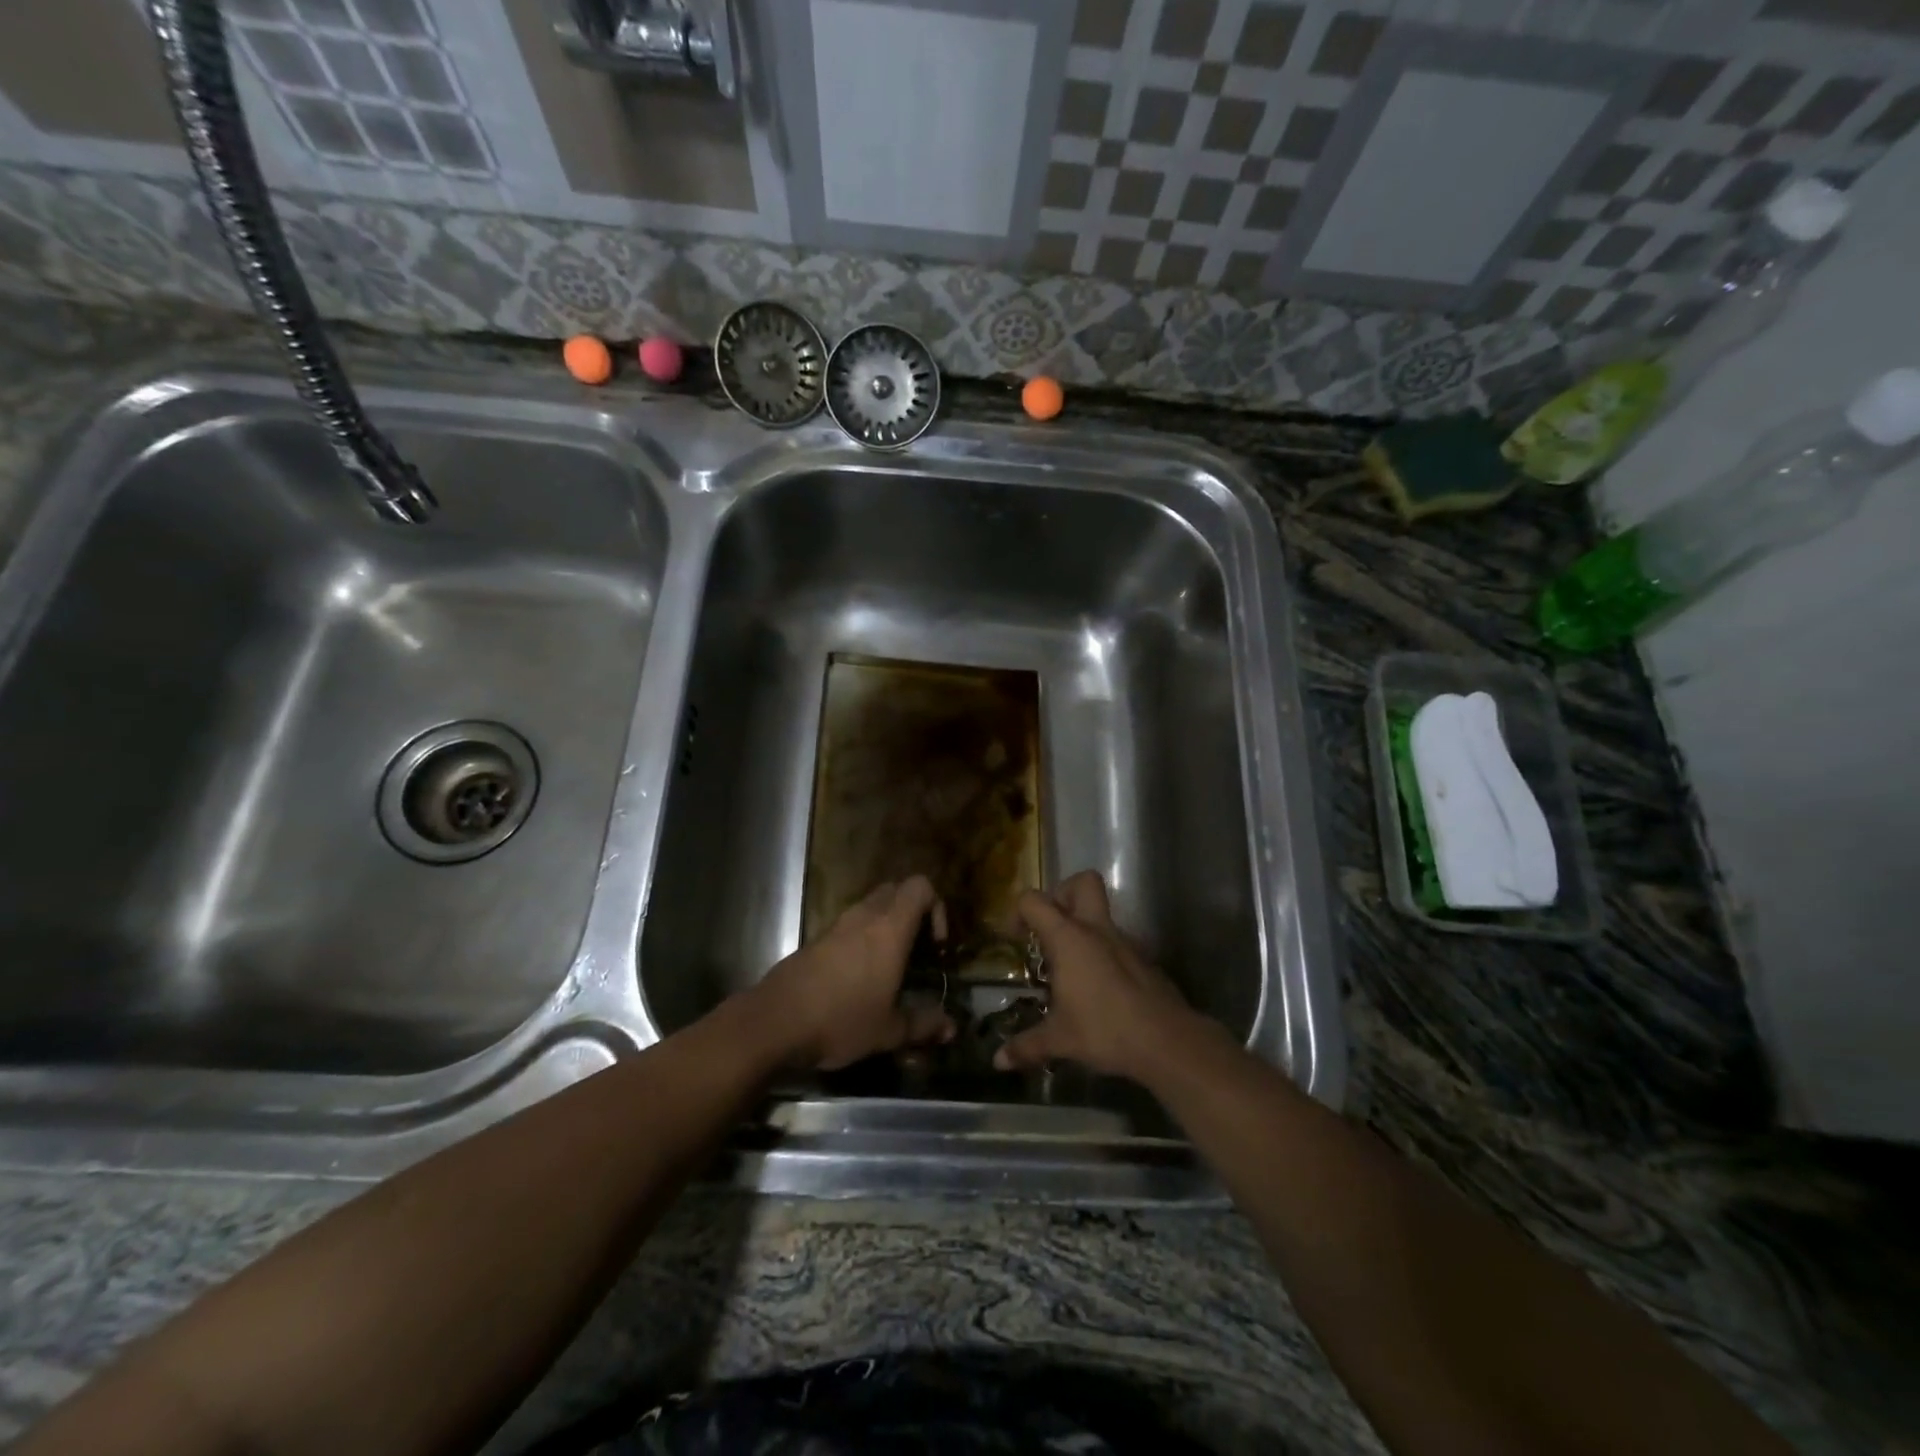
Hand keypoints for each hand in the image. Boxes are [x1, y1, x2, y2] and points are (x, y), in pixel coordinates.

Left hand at [748, 876, 954, 1070]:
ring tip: (890, 966)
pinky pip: (849, 926)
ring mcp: (836, 926)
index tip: (936, 945)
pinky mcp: (816, 940)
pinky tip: (859, 978)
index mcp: (889, 928)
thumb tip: (952, 1028)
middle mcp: (864, 916)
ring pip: (870, 907)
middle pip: (895, 890)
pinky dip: (861, 939)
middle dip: (912, 913)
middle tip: (917, 950)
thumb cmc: (841, 1020)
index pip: (920, 887)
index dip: (936, 907)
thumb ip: (923, 1025)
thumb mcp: (888, 1031)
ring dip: (885, 925)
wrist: (774, 1021)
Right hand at [994, 870, 1198, 1079]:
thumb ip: (1027, 1046)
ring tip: (1071, 970)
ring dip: (1084, 929)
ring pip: (1102, 915)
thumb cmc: (1105, 1029)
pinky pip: (1118, 944)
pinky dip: (1104, 955)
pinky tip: (1099, 990)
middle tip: (1050, 928)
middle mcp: (1097, 930)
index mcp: (1069, 938)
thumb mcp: (1059, 1039)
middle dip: (1063, 894)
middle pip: (1083, 882)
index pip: (1034, 901)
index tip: (1015, 939)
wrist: (1167, 1041)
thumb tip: (999, 1062)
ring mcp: (1125, 942)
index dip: (1018, 912)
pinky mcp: (1145, 960)